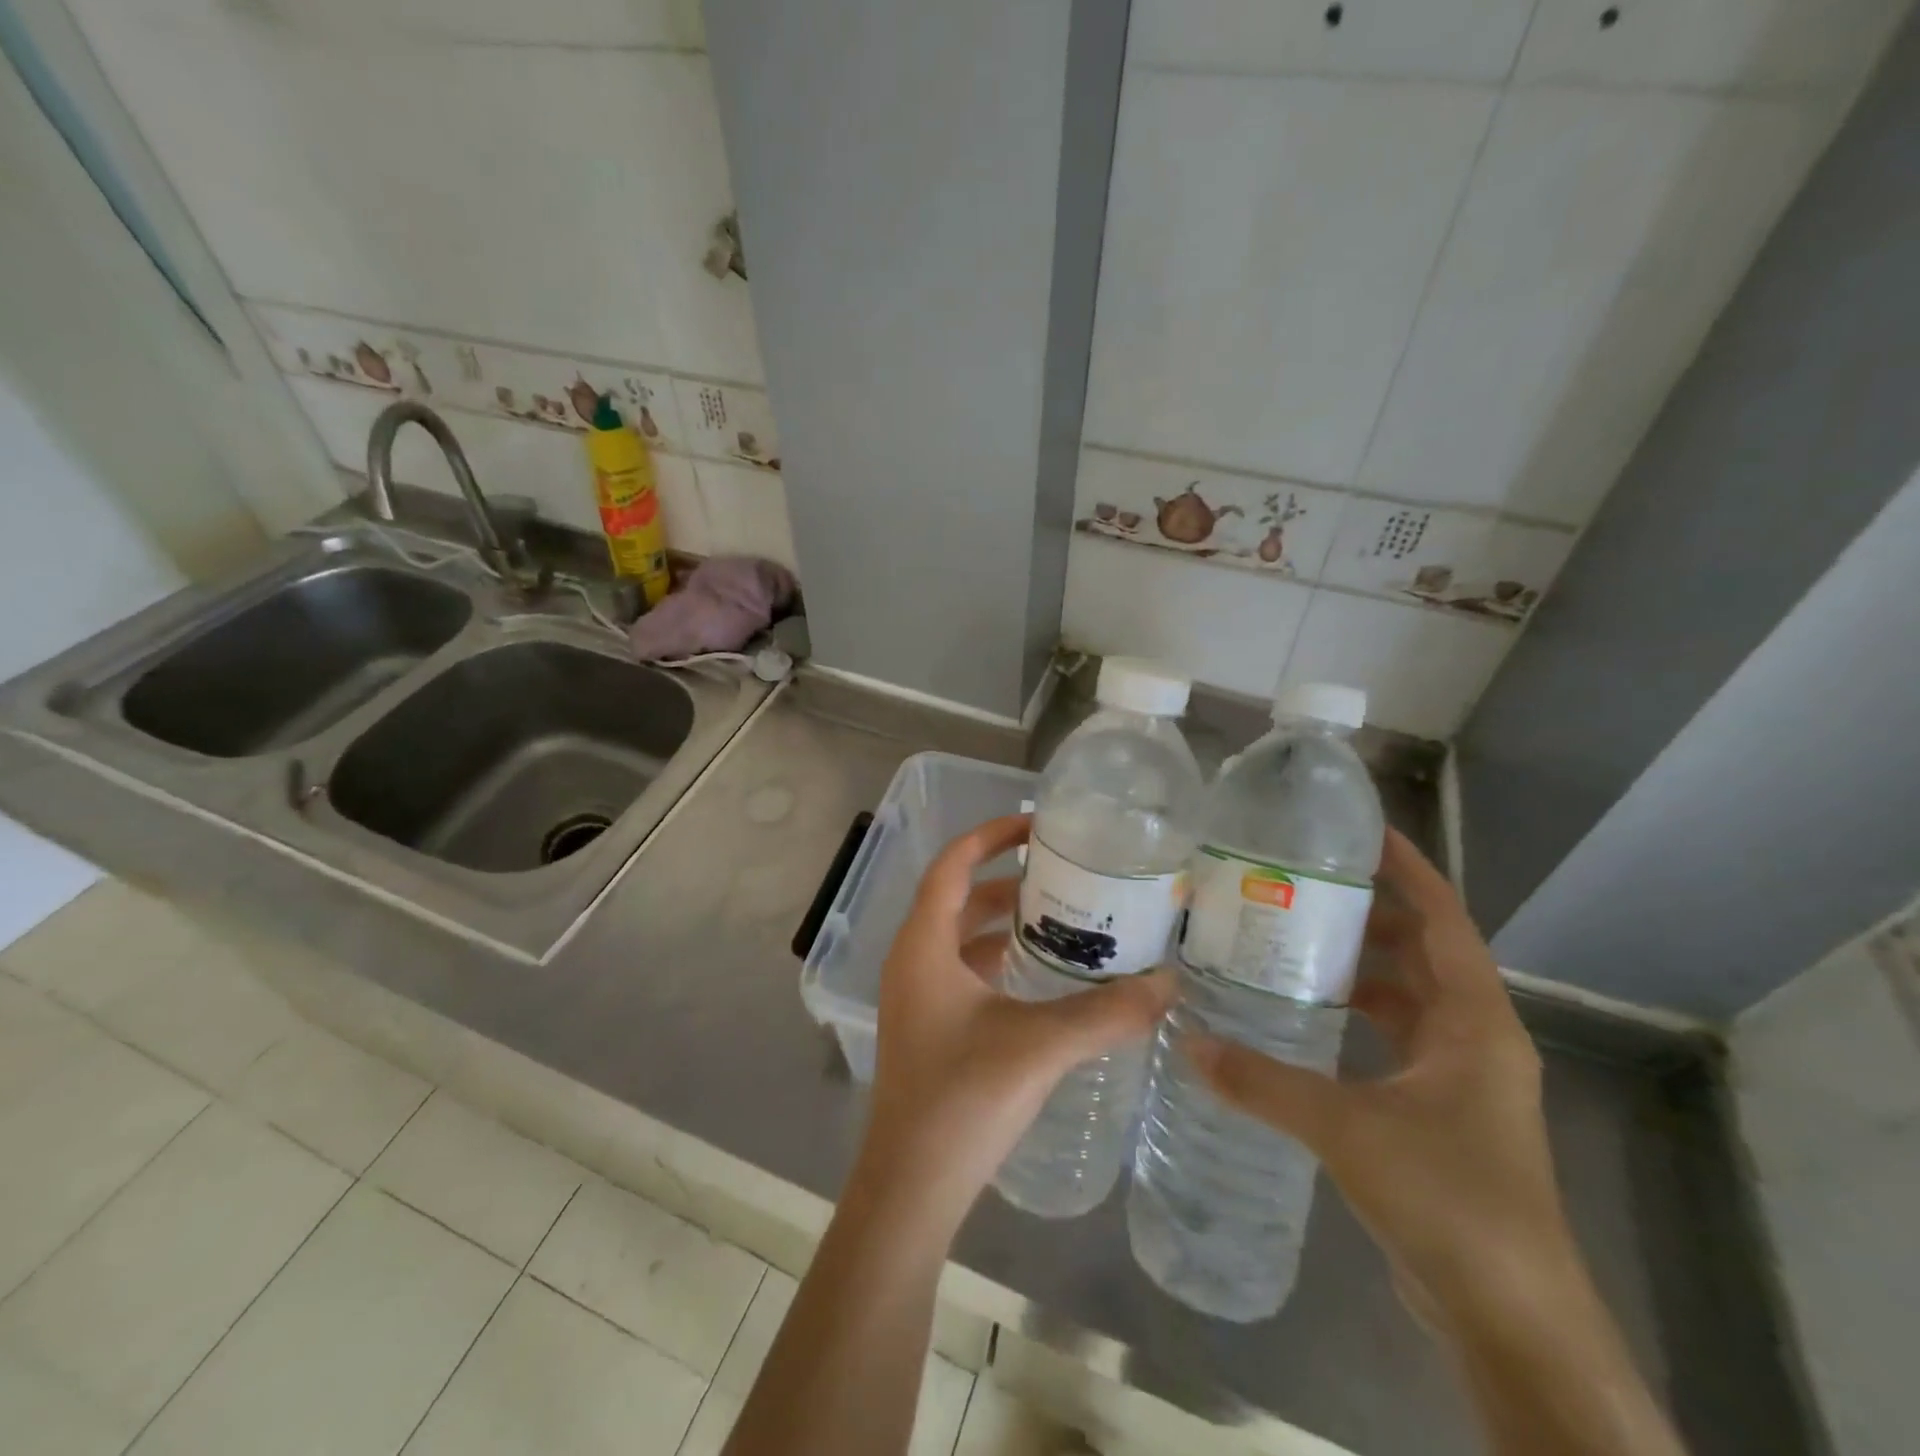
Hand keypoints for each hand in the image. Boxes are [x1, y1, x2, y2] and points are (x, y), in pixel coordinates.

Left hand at [855, 813, 1174, 1227]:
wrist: (910, 1188)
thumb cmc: (962, 1101)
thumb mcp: (1039, 1047)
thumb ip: (1106, 1014)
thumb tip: (1169, 984)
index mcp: (923, 945)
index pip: (952, 864)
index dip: (991, 836)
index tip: (1038, 826)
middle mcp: (913, 960)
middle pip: (958, 896)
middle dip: (1006, 879)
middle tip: (1064, 873)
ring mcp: (917, 995)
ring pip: (960, 936)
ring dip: (1003, 921)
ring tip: (1061, 916)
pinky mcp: (928, 1025)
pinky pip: (963, 970)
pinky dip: (999, 958)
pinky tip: (1041, 975)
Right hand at [1187, 828, 1573, 1321]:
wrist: (1514, 1322)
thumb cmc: (1450, 1202)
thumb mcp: (1347, 1130)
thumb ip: (1263, 1082)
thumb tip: (1188, 1040)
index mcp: (1474, 1022)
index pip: (1444, 919)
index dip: (1409, 870)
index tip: (1360, 832)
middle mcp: (1474, 1038)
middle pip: (1423, 951)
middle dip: (1369, 913)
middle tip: (1299, 883)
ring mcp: (1459, 1077)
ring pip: (1408, 996)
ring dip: (1360, 966)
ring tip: (1291, 938)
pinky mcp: (1438, 1111)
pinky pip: (1395, 1037)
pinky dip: (1356, 1015)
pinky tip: (1304, 1016)